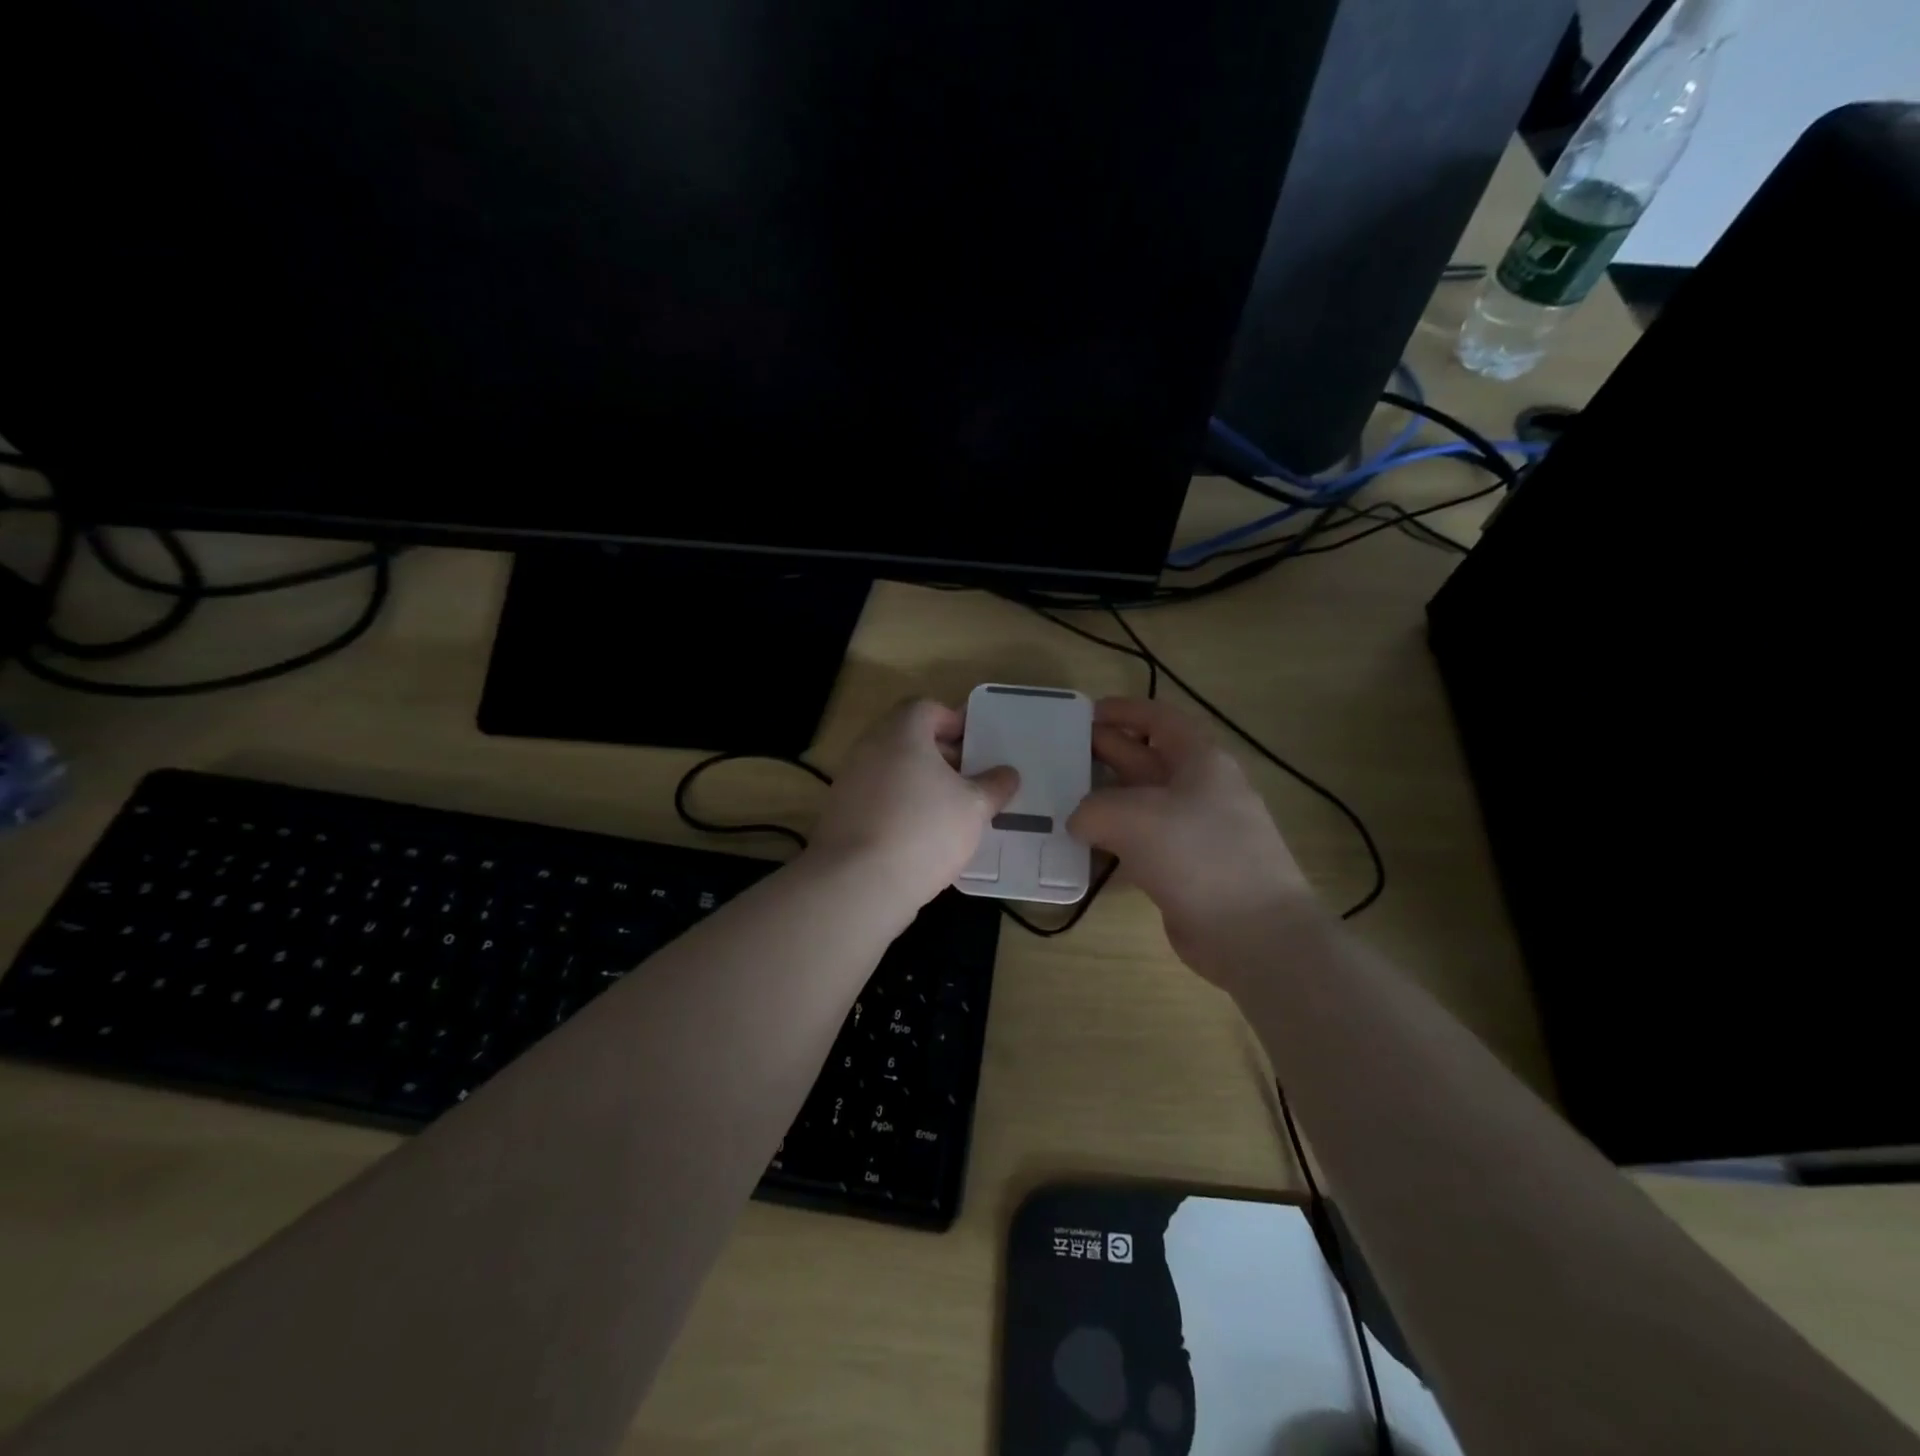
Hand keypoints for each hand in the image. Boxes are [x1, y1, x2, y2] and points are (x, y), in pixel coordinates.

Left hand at [809, 699, 1019, 910]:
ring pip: (892, 771)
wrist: (859, 883)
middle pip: (907, 739)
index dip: (953, 722)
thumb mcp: (974, 807)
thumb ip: (994, 786)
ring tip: (950, 812)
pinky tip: (922, 838)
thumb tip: (1008, 774)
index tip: (976, 746)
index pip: (926, 708)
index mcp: (902, 732)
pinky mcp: (840, 815)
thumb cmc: (924, 830)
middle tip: (969, 780)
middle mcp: (869, 748)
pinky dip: (899, 808)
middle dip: (940, 755)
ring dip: (919, 784)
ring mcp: (850, 782)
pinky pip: (877, 800)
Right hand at [1068, 698, 1322, 986]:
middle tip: (1060, 758)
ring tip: (1060, 803)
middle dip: (1106, 753)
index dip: (1123, 711)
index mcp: (1200, 760)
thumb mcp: (1133, 816)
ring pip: (1141, 805)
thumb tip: (1080, 822)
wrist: (1253, 933)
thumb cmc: (1197, 855)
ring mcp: (1194, 832)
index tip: (1085, 714)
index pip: (1159, 719)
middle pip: (1146, 760)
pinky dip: (1113, 843)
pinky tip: (1082, 852)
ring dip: (1104, 802)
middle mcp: (1200, 790)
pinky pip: (1142, 845)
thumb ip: (1093, 808)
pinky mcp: (1185, 870)